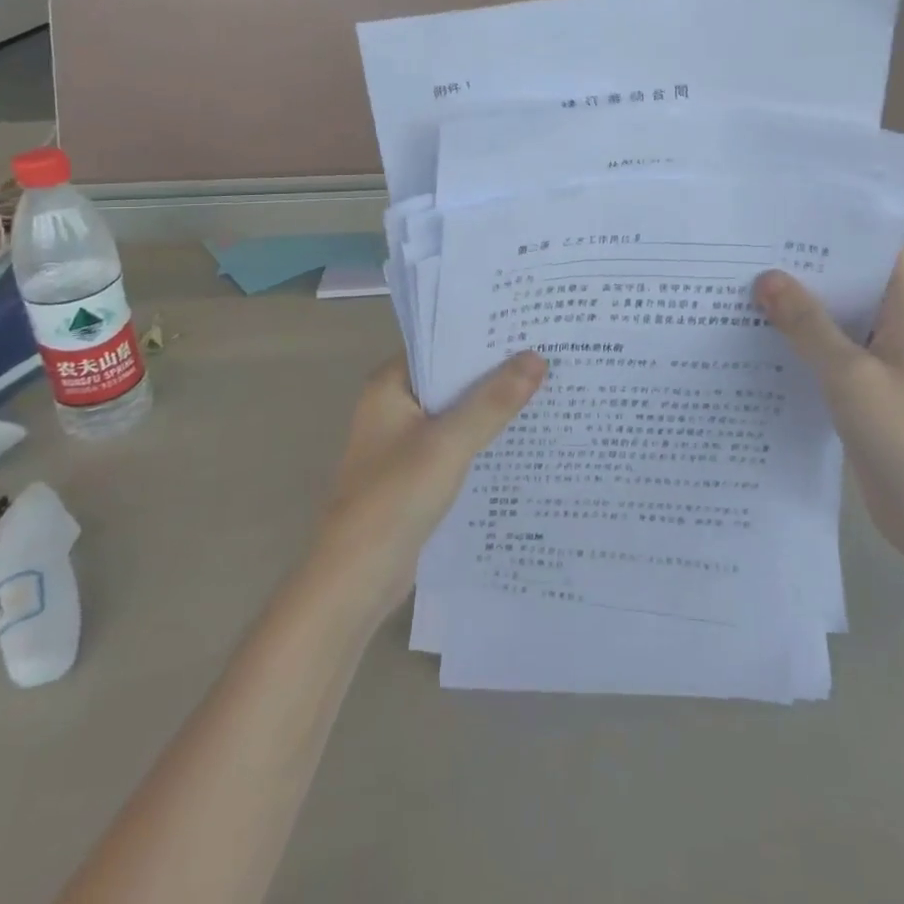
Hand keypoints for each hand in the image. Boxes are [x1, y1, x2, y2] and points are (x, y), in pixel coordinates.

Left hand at [313, 353, 546, 608]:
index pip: (440, 344)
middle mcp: (394, 406)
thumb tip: (536, 358)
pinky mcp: (416, 473)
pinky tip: (521, 436)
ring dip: (491, 405)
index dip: (481, 335)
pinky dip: (482, 437)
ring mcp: (403, 441)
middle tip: (547, 353)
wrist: (357, 578)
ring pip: (456, 412)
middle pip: (451, 377)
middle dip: (493, 370)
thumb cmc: (395, 497)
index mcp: (389, 386)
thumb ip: (493, 401)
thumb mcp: (449, 443)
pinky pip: (455, 442)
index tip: (526, 325)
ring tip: (545, 387)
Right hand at [755, 250, 903, 567]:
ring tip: (743, 288)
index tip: (787, 218)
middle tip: (749, 251)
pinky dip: (802, 345)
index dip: (839, 230)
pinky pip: (831, 354)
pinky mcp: (868, 391)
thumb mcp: (850, 375)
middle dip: (807, 268)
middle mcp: (900, 329)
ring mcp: (884, 362)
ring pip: (838, 320)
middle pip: (853, 282)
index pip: (879, 250)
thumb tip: (766, 278)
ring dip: (800, 309)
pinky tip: (759, 342)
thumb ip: (807, 325)